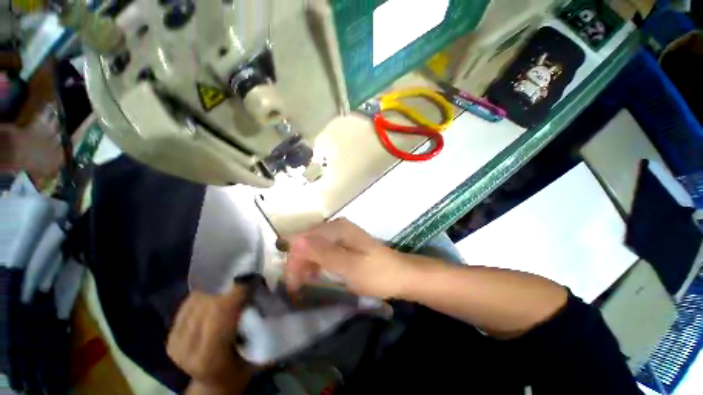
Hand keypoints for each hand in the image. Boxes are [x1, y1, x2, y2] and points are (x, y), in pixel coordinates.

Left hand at [167, 286, 253, 394]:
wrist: (215, 384)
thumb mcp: (258, 351)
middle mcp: (186, 349)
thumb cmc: (242, 368)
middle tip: (246, 279)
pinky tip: (218, 296)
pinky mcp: (170, 335)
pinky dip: (207, 294)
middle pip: (208, 302)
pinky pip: (190, 303)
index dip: (236, 290)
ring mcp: (175, 342)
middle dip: (229, 286)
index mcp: (209, 357)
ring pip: (198, 299)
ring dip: (218, 289)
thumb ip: (259, 323)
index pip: (221, 311)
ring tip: (233, 287)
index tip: (252, 277)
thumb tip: (263, 291)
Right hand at [285, 218, 409, 298]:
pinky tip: (317, 275)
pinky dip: (317, 263)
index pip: (303, 238)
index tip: (292, 282)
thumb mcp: (349, 266)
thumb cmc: (377, 273)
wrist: (401, 276)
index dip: (294, 258)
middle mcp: (337, 227)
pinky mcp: (345, 244)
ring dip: (307, 264)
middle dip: (299, 262)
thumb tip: (294, 240)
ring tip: (304, 283)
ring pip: (314, 246)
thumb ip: (323, 253)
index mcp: (337, 229)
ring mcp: (341, 235)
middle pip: (308, 241)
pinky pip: (324, 251)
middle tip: (297, 287)